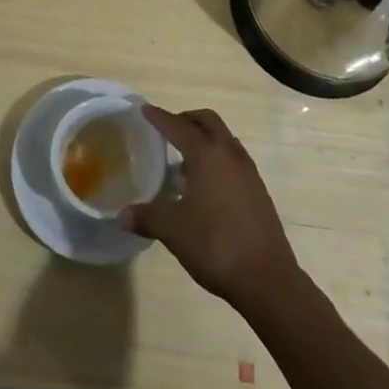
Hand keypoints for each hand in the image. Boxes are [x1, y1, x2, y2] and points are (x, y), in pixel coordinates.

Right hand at [122, 105, 300, 313]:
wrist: (268, 279)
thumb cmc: (216, 245)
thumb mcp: (173, 231)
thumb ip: (146, 217)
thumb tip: (121, 216)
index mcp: (207, 154)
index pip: (178, 126)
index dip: (159, 117)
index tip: (145, 109)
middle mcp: (229, 154)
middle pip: (207, 122)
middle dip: (186, 120)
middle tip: (167, 130)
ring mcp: (248, 171)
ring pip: (224, 139)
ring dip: (204, 139)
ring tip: (183, 161)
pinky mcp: (258, 190)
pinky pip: (233, 159)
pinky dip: (217, 158)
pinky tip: (205, 186)